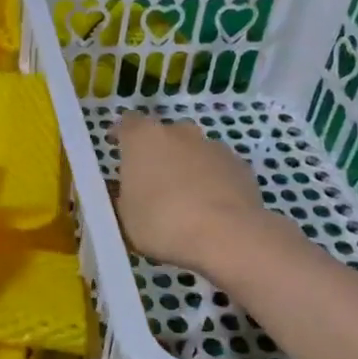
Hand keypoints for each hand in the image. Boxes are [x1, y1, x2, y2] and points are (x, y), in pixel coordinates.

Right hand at [112, 112, 269, 274]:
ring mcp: (213, 146)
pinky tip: (212, 207)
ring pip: (193, 150)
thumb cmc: (162, 222)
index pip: (127, 123)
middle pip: (164, 135)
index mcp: (143, 138)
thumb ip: (122, 197)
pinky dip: (212, 181)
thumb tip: (125, 191)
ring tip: (185, 198)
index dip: (121, 135)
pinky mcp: (240, 165)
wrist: (227, 235)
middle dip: (158, 152)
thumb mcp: (124, 217)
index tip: (117, 149)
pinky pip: (218, 168)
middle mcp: (179, 132)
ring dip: (187, 166)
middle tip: (153, 181)